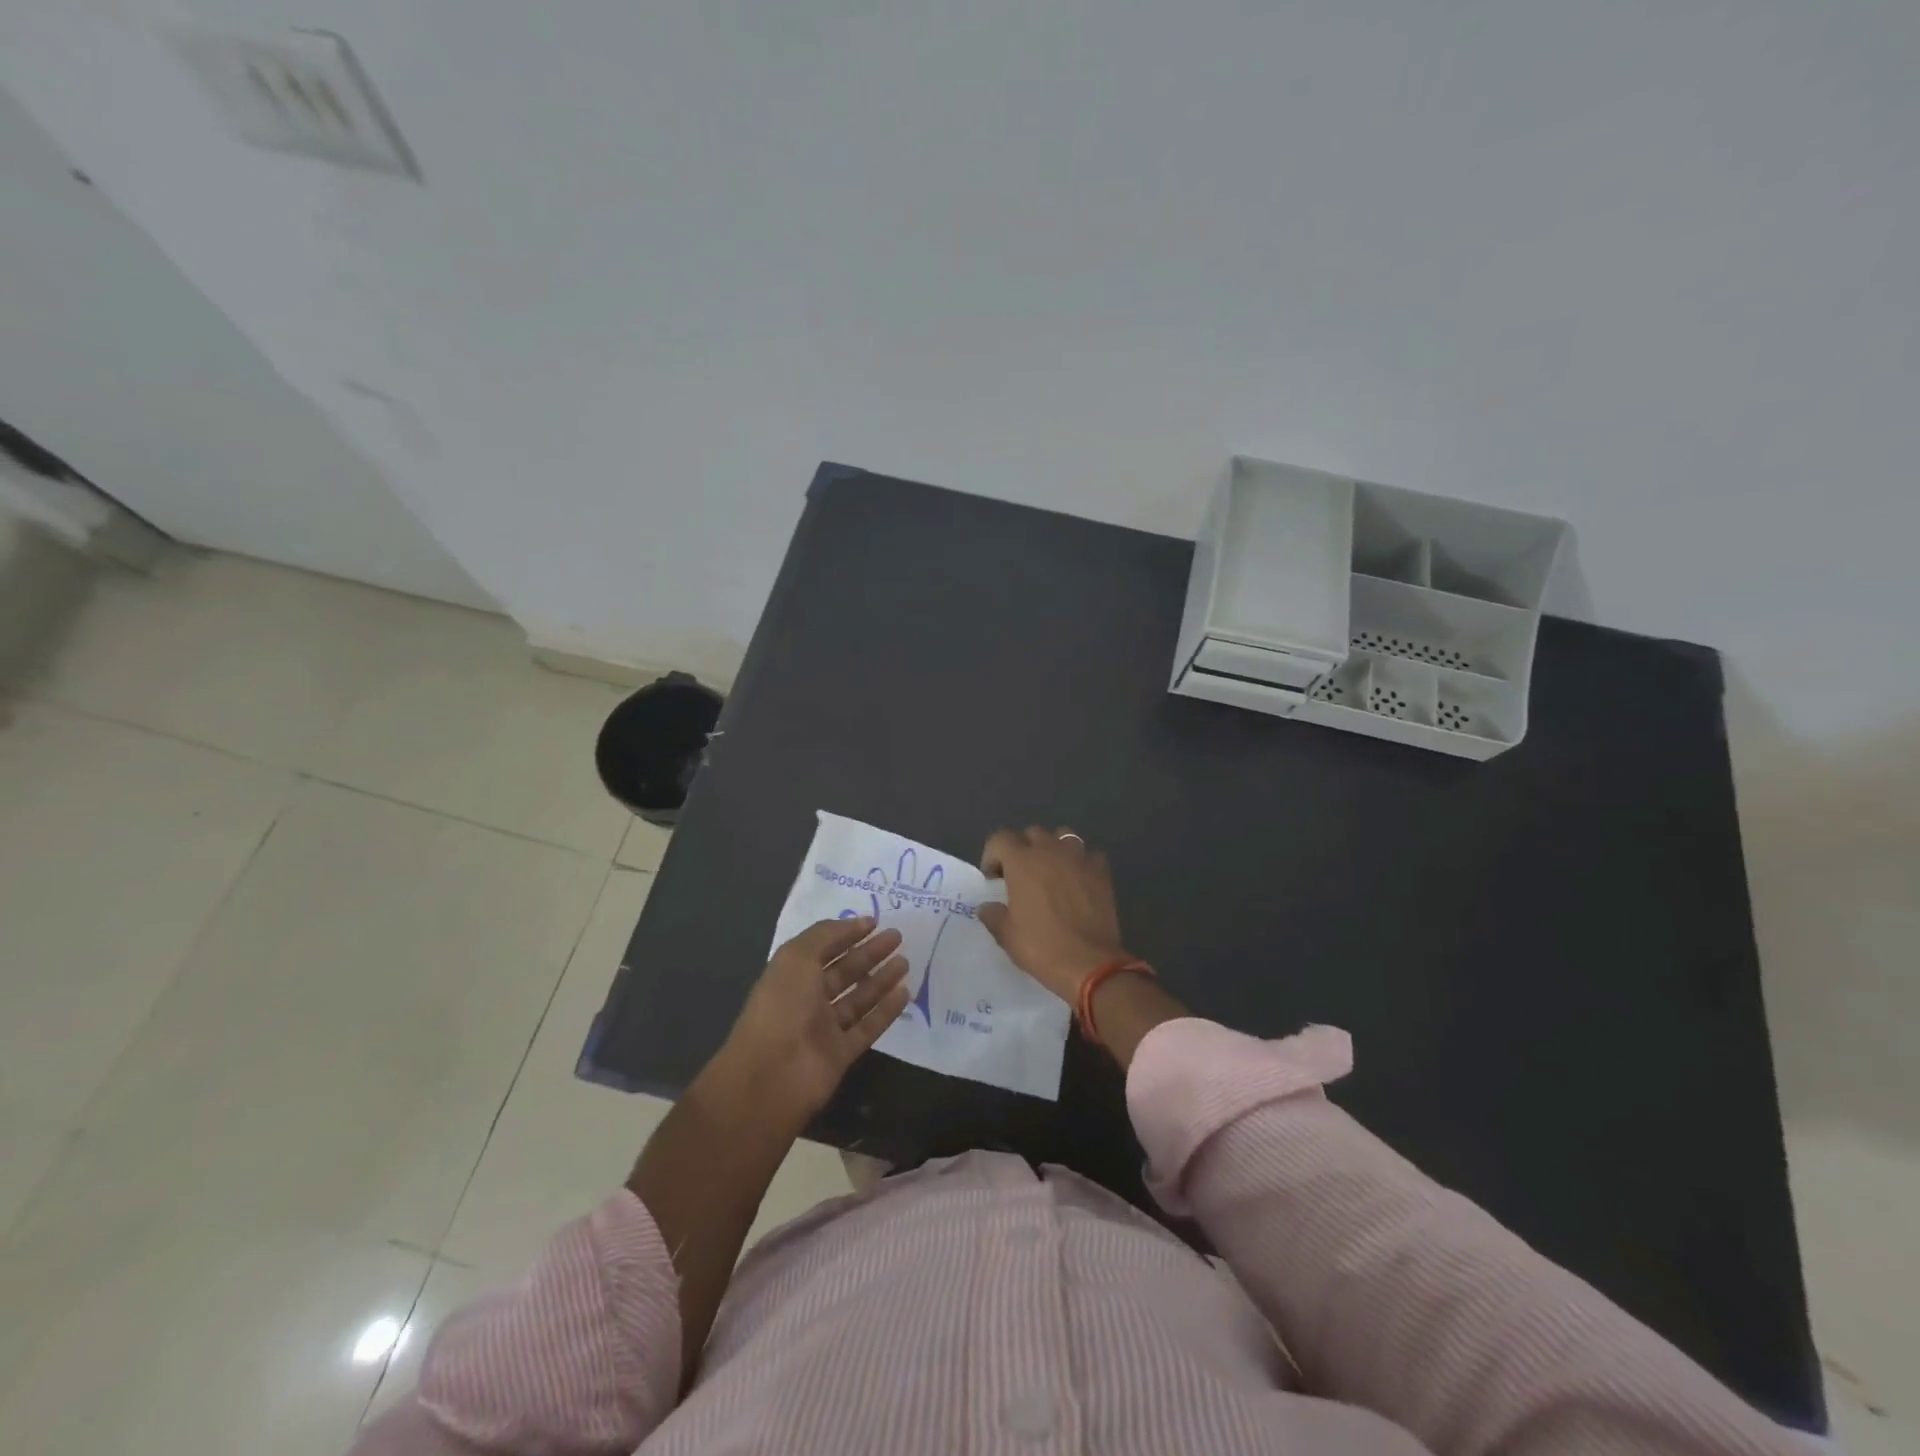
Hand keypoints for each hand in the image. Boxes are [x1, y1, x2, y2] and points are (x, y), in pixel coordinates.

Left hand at [714, 917, 909, 1123]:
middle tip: (897, 937)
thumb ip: (826, 935)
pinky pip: (868, 1027)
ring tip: (905, 961)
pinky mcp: (841, 1054)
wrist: (772, 1075)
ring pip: (858, 998)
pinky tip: (905, 992)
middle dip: (869, 953)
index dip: (846, 934)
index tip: (875, 922)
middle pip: (844, 971)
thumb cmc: (782, 1006)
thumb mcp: (797, 957)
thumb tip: (856, 922)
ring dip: (881, 979)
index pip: (822, 948)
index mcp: (791, 974)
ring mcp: (824, 1028)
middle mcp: (807, 999)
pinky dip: (886, 1010)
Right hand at [978, 826, 1128, 1003]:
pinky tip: (1078, 881)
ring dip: (1053, 848)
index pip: (1000, 838)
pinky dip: (1080, 862)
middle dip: (1022, 849)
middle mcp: (1050, 850)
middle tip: (1020, 875)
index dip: (992, 855)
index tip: (993, 879)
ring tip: (1051, 871)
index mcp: (1022, 861)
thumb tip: (988, 906)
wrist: (1089, 964)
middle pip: (1032, 833)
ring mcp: (1079, 857)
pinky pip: (1088, 855)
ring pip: (1063, 835)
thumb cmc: (1041, 947)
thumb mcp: (1006, 935)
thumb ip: (993, 914)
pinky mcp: (1102, 871)